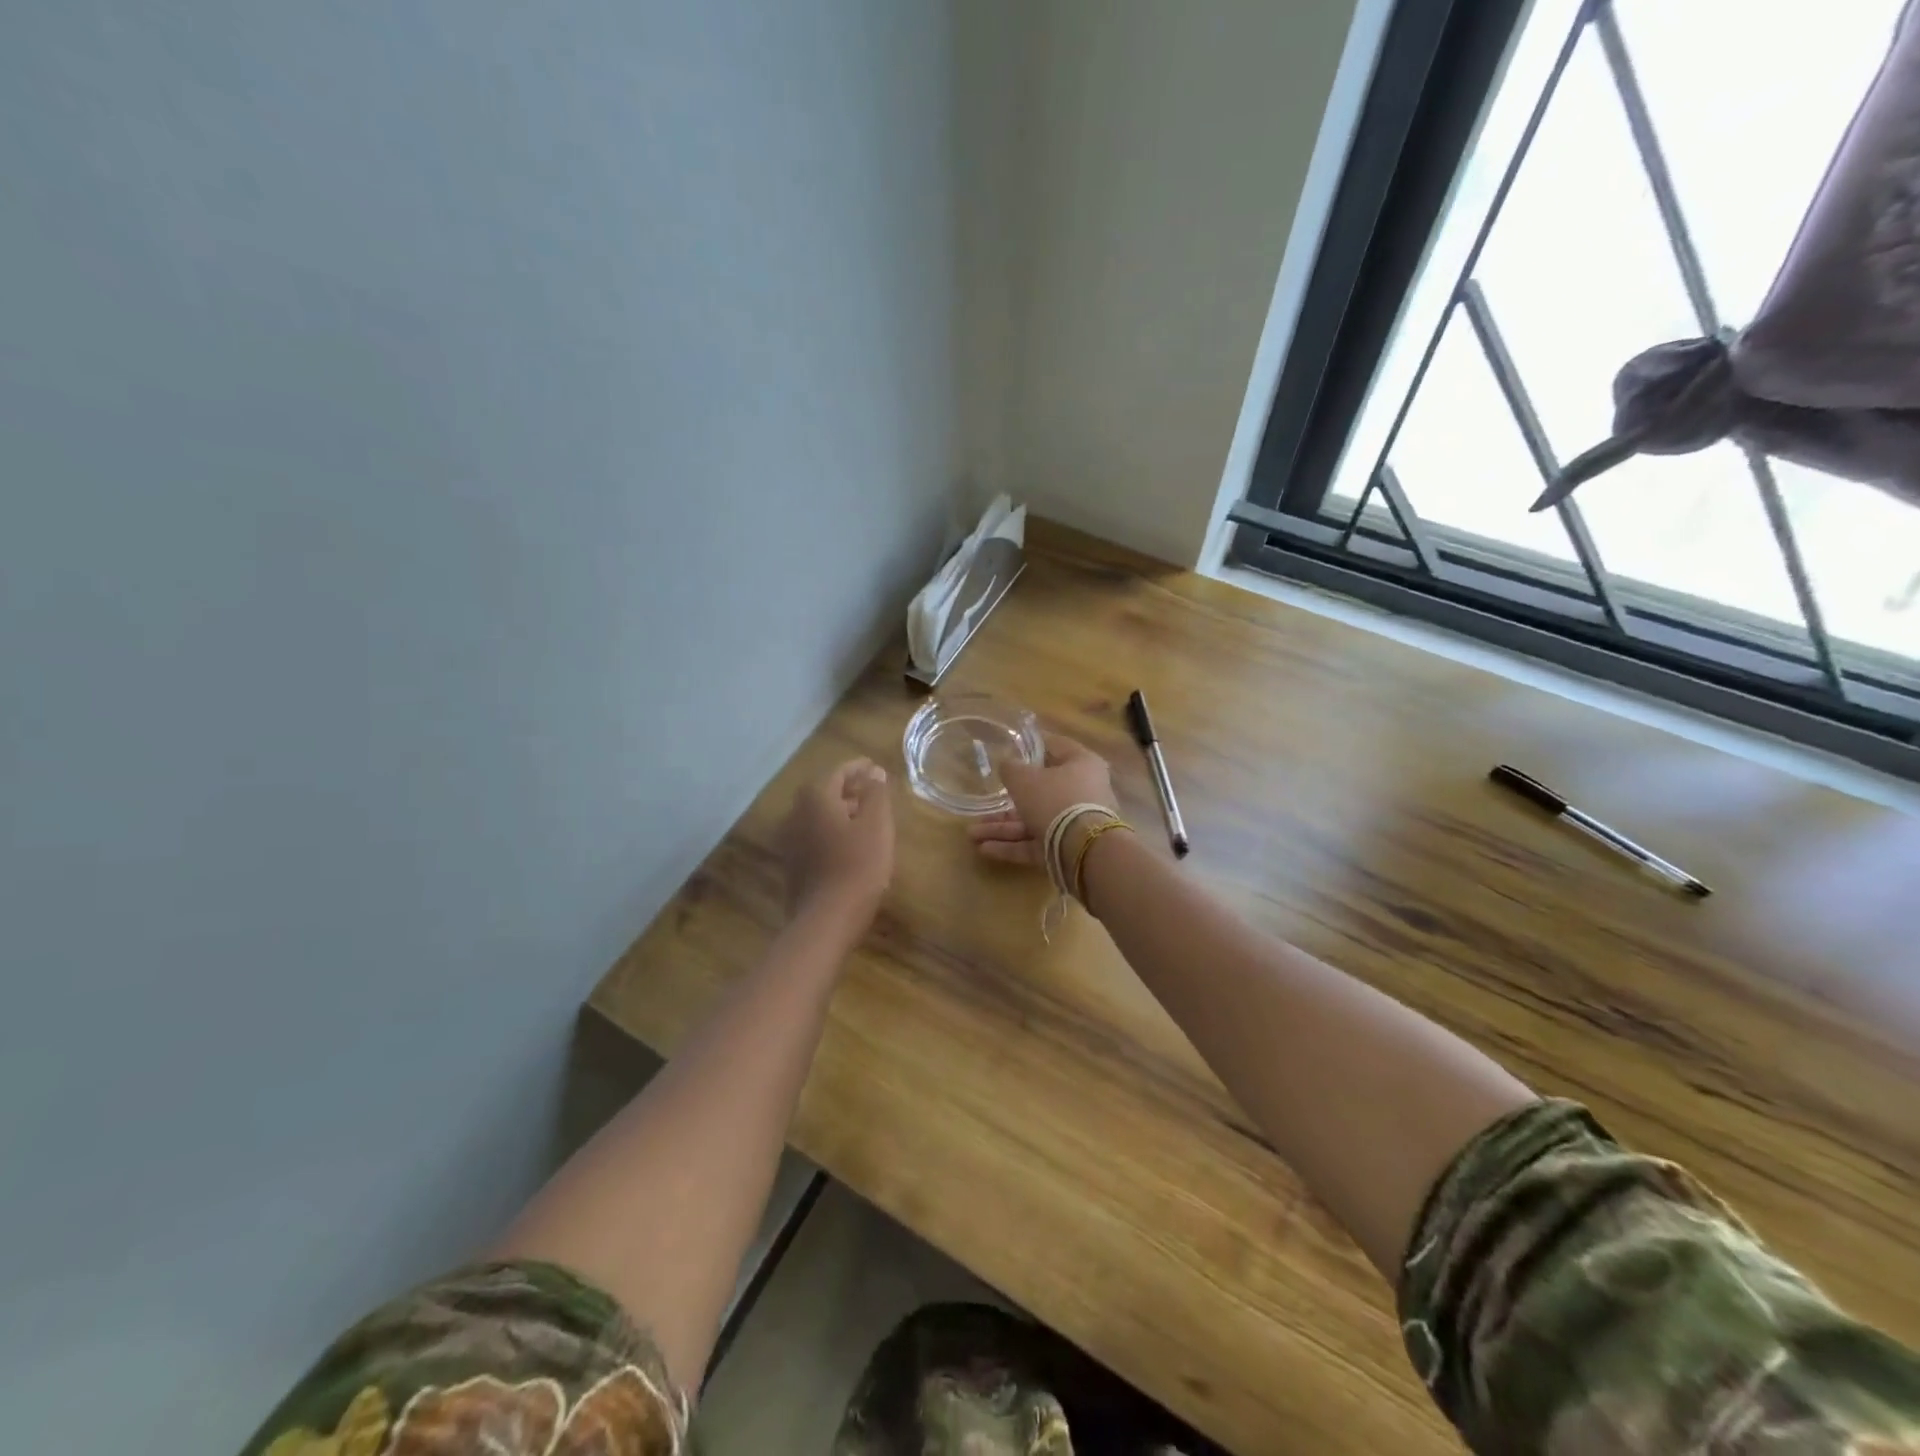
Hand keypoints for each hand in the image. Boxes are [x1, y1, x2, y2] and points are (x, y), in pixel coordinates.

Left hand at [779, 758, 894, 928]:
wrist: (826, 920)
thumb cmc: (858, 866)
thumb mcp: (877, 825)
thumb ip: (876, 794)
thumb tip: (873, 772)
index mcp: (816, 798)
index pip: (838, 771)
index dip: (859, 768)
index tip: (876, 768)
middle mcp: (796, 813)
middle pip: (824, 792)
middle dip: (849, 789)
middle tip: (873, 792)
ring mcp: (790, 840)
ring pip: (818, 815)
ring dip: (840, 811)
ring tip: (866, 819)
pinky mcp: (792, 863)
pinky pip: (814, 835)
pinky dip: (831, 831)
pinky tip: (850, 845)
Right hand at [966, 734, 1116, 867]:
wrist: (1083, 850)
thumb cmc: (1055, 799)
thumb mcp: (1024, 779)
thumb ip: (1011, 769)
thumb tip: (1007, 764)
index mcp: (1081, 764)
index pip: (1056, 747)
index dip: (1031, 746)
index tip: (1009, 748)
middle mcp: (1082, 791)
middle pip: (1041, 790)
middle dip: (1006, 800)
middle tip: (983, 802)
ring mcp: (1075, 823)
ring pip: (1034, 820)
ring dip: (1003, 827)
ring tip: (972, 834)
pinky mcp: (1067, 849)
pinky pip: (1036, 843)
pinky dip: (1012, 845)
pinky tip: (984, 849)